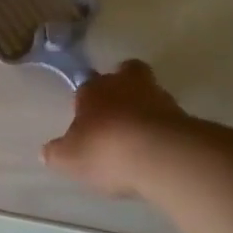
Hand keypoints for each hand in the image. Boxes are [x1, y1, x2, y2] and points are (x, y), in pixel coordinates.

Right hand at [41, 60, 204, 197]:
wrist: (161, 156)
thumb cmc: (106, 150)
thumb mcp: (70, 159)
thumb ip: (58, 153)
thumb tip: (46, 152)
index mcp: (93, 89)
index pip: (87, 86)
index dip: (87, 101)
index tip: (87, 120)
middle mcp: (125, 85)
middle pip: (127, 73)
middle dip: (124, 86)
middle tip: (120, 110)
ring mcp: (160, 98)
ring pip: (151, 94)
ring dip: (147, 110)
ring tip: (141, 138)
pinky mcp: (186, 117)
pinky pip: (171, 119)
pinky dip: (165, 131)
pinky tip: (159, 151)